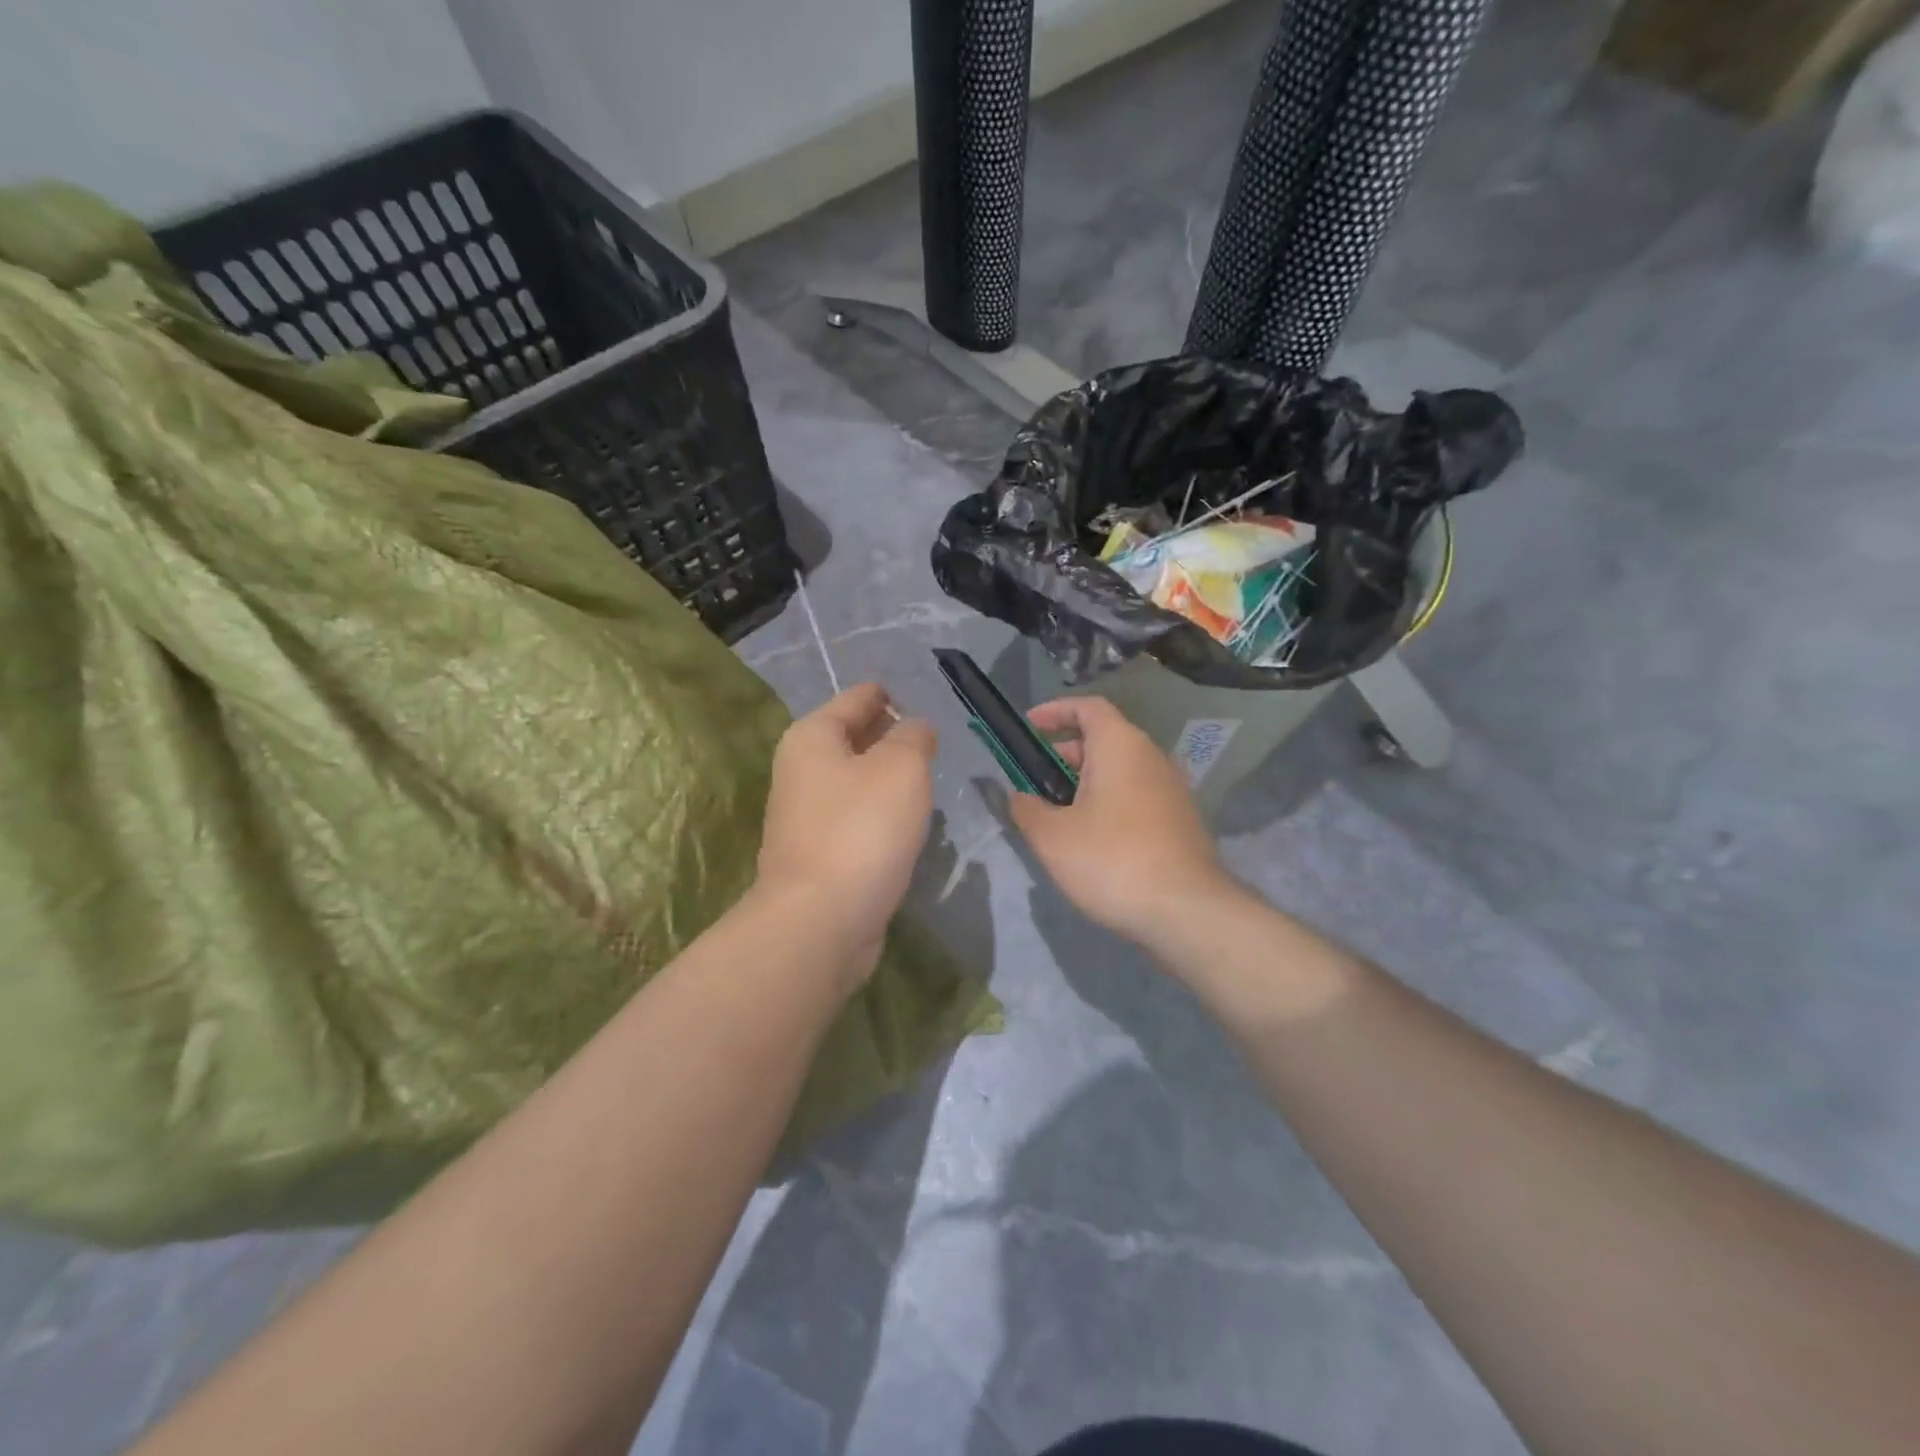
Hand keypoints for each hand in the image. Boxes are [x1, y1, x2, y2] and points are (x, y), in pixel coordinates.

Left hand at [756, 683, 936, 978]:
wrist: (821, 921)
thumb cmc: (862, 830)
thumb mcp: (901, 767)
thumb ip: (913, 737)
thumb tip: (914, 729)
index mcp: (812, 737)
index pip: (859, 697)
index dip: (893, 695)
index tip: (928, 703)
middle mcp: (802, 770)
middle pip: (854, 738)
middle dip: (893, 737)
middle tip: (936, 742)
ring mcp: (807, 815)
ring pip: (857, 781)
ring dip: (889, 779)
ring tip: (928, 778)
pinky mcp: (819, 854)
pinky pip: (857, 818)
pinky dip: (881, 814)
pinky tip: (909, 823)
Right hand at [1007, 696, 1239, 947]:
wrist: (1186, 911)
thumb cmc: (1111, 860)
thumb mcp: (1052, 837)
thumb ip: (1027, 809)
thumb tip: (1019, 797)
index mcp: (1120, 746)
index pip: (1088, 707)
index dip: (1055, 711)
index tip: (1029, 726)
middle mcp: (1151, 757)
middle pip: (1105, 738)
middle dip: (1066, 751)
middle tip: (1036, 776)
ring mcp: (1172, 789)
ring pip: (1122, 770)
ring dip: (1088, 781)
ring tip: (1058, 811)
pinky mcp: (1181, 820)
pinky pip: (1137, 795)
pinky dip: (1110, 801)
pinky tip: (1092, 837)